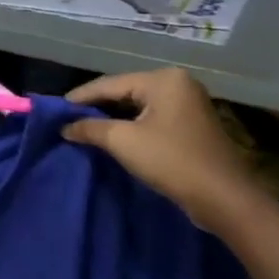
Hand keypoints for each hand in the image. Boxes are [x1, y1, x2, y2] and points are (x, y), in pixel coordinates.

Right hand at [62, 68, 267, 229]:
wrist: (224, 199)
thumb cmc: (171, 160)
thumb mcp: (122, 141)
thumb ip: (89, 128)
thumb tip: (64, 127)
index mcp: (163, 79)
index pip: (109, 84)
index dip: (79, 97)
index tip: (54, 110)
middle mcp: (177, 84)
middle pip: (124, 92)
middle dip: (95, 107)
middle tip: (67, 119)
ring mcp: (187, 104)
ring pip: (136, 106)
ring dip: (111, 118)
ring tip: (83, 128)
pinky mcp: (191, 124)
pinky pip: (150, 118)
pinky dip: (129, 125)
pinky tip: (111, 136)